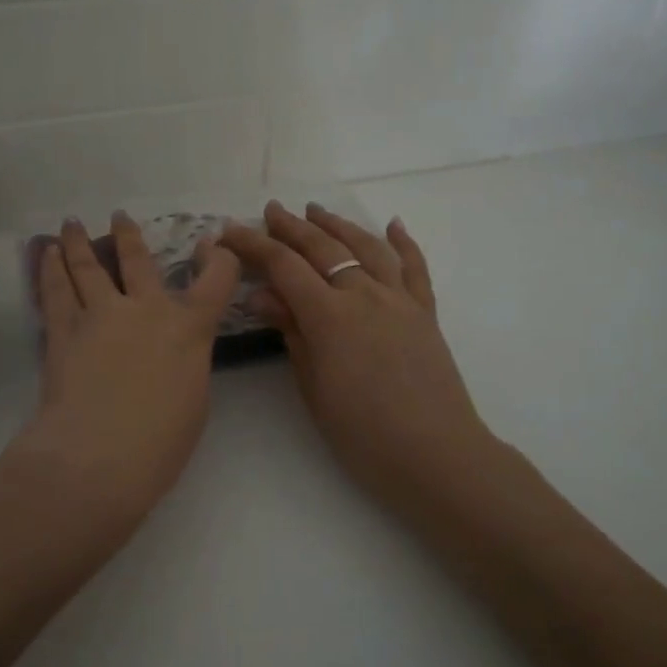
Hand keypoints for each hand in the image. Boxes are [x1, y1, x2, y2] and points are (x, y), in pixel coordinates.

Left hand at [11, 213, 240, 532]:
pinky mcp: (63, 329)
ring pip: (89, 266)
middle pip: (138, 260)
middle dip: (129, 236)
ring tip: (73, 223)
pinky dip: (51, 268)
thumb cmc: (161, 441)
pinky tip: (47, 254)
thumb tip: (171, 349)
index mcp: (189, 326)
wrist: (100, 455)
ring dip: (80, 242)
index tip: (214, 244)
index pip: (217, 278)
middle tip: (119, 217)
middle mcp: (146, 309)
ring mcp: (101, 314)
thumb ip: (186, 360)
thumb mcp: (194, 397)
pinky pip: (56, 289)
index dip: (220, 256)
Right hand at [223, 202, 497, 505]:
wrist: (435, 455)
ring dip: (339, 225)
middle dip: (293, 227)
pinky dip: (403, 243)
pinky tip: (393, 225)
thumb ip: (291, 333)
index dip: (254, 245)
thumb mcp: (313, 387)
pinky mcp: (425, 312)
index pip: (284, 266)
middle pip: (323, 248)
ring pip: (367, 247)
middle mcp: (364, 294)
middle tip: (271, 211)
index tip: (231, 231)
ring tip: (317, 211)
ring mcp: (400, 300)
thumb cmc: (362, 433)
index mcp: (330, 315)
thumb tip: (262, 295)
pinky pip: (414, 268)